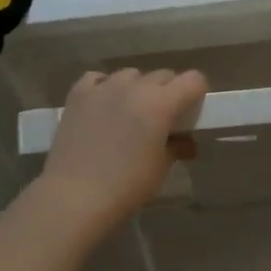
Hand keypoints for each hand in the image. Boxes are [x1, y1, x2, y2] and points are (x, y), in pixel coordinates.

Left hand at [37, 68, 208, 225]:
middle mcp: (135, 87)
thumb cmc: (126, 186)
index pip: (193, 80)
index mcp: (161, 103)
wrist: (74, 196)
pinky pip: (98, 78)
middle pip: (162, 75)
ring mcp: (104, 87)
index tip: (192, 110)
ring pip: (131, 75)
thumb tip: (184, 142)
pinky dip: (105, 87)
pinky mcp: (78, 94)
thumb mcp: (160, 168)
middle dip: (168, 92)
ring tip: (130, 112)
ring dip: (137, 88)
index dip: (197, 92)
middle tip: (162, 118)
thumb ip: (176, 147)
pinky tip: (103, 104)